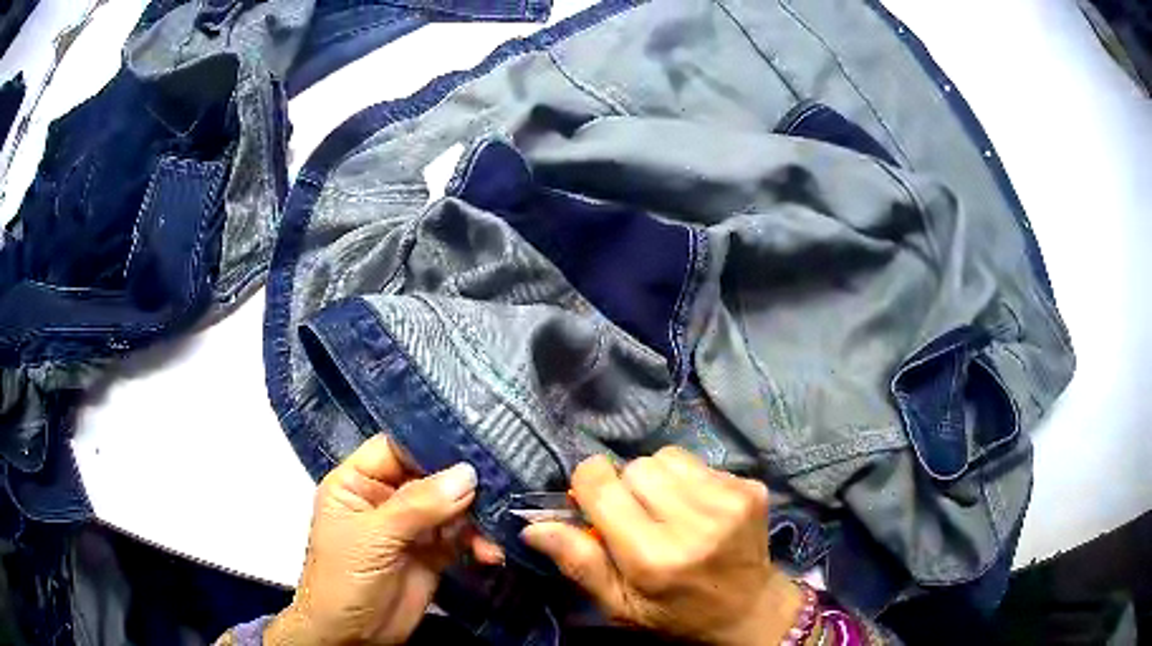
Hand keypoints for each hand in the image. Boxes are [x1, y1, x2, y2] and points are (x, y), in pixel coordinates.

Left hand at [266, 434, 503, 645]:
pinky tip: (490, 554)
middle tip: (498, 487)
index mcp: (358, 482)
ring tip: (493, 533)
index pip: (396, 449)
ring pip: (452, 507)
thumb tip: (467, 472)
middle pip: (431, 476)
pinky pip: (462, 537)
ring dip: (476, 518)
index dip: (431, 445)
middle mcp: (386, 498)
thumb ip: (418, 505)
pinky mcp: (432, 553)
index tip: (473, 445)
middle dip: (463, 483)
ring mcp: (411, 526)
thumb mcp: (374, 538)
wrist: (352, 637)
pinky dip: (479, 542)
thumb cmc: (344, 579)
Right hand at [521, 448, 802, 645]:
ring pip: (667, 457)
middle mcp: (695, 522)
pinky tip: (698, 509)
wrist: (750, 610)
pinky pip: (699, 462)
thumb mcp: (620, 606)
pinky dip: (689, 480)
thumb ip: (579, 564)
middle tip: (637, 518)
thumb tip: (534, 526)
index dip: (588, 485)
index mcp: (654, 557)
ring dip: (658, 479)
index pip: (602, 484)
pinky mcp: (751, 488)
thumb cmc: (676, 614)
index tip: (593, 502)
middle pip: (636, 466)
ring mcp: (730, 501)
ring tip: (668, 511)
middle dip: (626, 486)